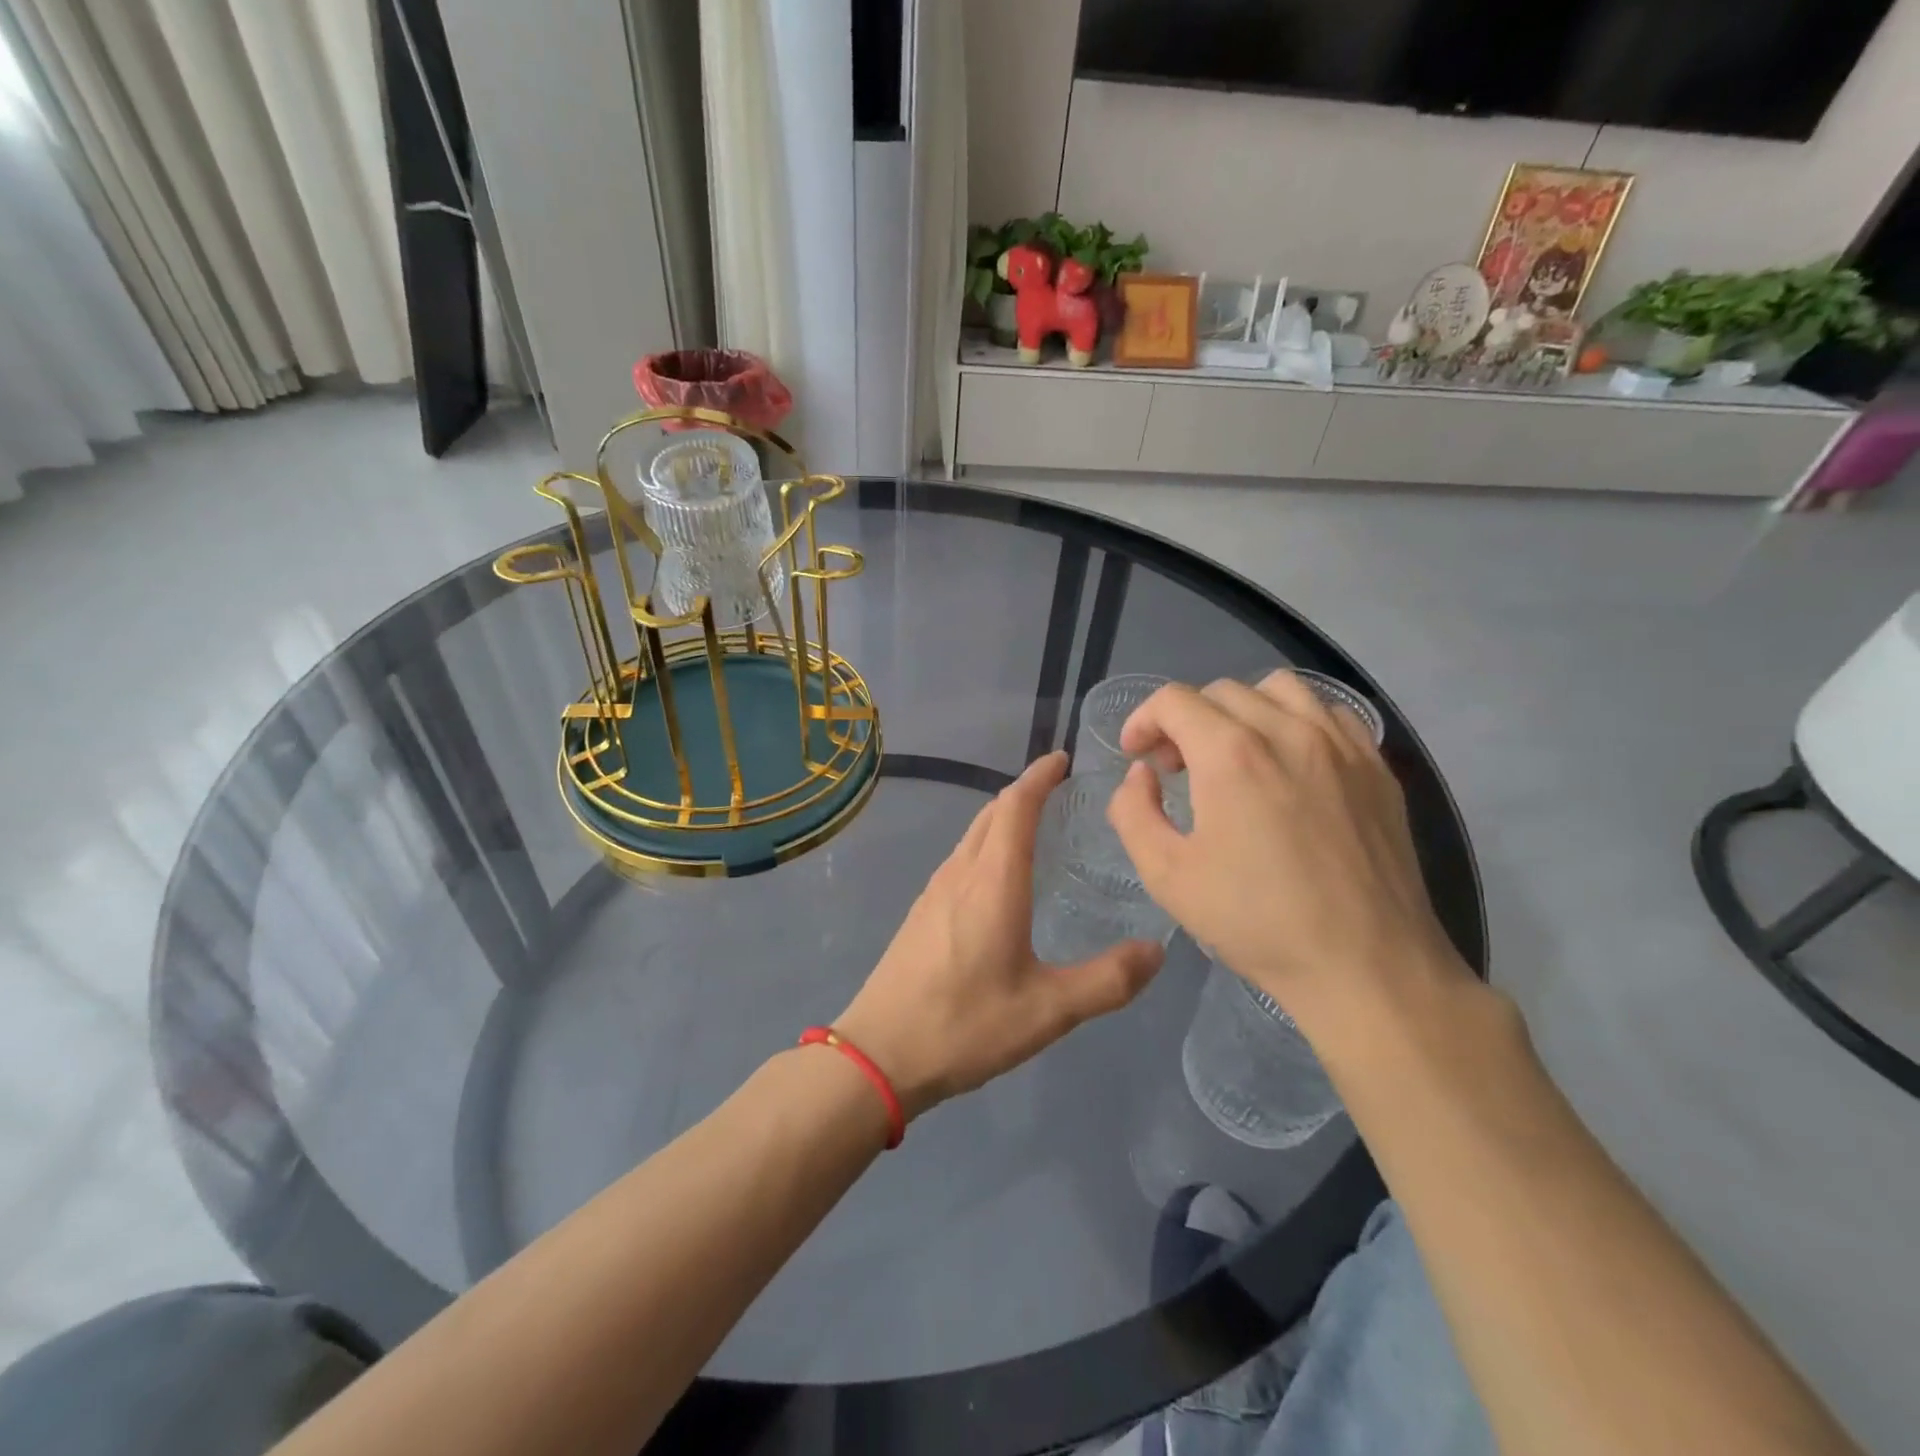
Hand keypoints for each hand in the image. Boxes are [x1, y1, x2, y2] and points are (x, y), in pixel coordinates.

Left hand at [837, 752, 1164, 1118]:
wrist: (879, 1053)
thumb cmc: (965, 1025)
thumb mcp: (1048, 1011)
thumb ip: (1107, 980)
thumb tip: (1156, 951)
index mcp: (993, 881)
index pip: (1016, 807)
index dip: (1039, 777)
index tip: (1063, 760)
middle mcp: (961, 872)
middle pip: (992, 812)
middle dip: (1024, 791)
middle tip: (1059, 788)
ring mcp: (935, 890)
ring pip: (972, 833)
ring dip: (1002, 816)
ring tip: (1034, 823)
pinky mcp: (922, 911)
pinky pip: (960, 857)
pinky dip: (985, 843)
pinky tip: (997, 874)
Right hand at [1106, 671, 1469, 1043]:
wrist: (1365, 965)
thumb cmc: (1257, 922)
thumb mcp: (1166, 876)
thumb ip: (1134, 812)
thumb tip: (1141, 775)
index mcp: (1231, 755)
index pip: (1174, 701)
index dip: (1143, 720)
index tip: (1137, 756)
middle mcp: (1287, 731)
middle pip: (1221, 691)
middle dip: (1185, 720)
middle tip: (1177, 768)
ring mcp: (1341, 744)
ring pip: (1279, 689)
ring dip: (1241, 710)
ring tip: (1234, 754)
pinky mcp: (1376, 766)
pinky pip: (1329, 712)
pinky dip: (1296, 721)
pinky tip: (1289, 763)